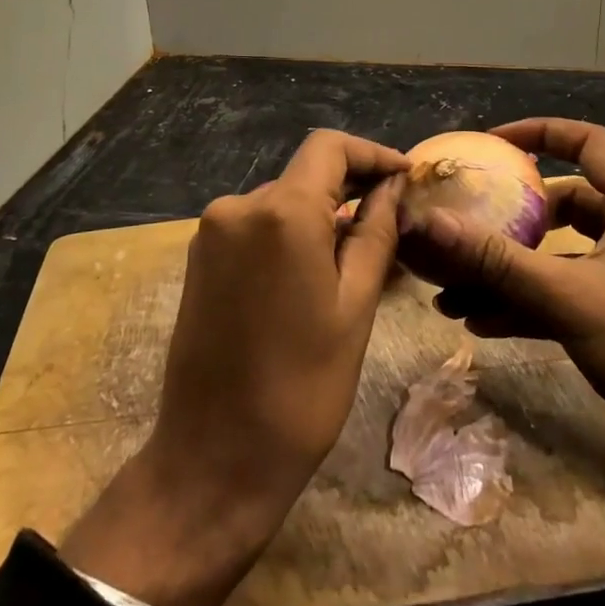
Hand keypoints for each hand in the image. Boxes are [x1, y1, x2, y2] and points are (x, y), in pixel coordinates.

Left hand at [60, 131, 408, 605]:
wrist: (214, 458)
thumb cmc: (302, 388)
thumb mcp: (355, 306)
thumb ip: (375, 232)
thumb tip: (392, 187)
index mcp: (280, 213)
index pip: (329, 147)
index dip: (371, 154)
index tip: (405, 176)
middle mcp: (237, 207)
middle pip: (305, 175)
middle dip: (351, 189)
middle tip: (395, 222)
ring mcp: (211, 233)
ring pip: (282, 204)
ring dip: (322, 218)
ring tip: (363, 257)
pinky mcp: (199, 260)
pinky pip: (257, 230)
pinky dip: (291, 237)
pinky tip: (317, 273)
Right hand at [405, 119, 604, 578]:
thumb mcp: (570, 297)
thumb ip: (497, 260)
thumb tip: (427, 225)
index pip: (589, 143)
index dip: (540, 132)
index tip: (490, 144)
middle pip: (563, 204)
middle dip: (510, 217)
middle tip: (461, 222)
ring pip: (555, 257)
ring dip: (507, 270)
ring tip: (449, 286)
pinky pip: (560, 299)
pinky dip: (522, 305)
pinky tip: (476, 322)